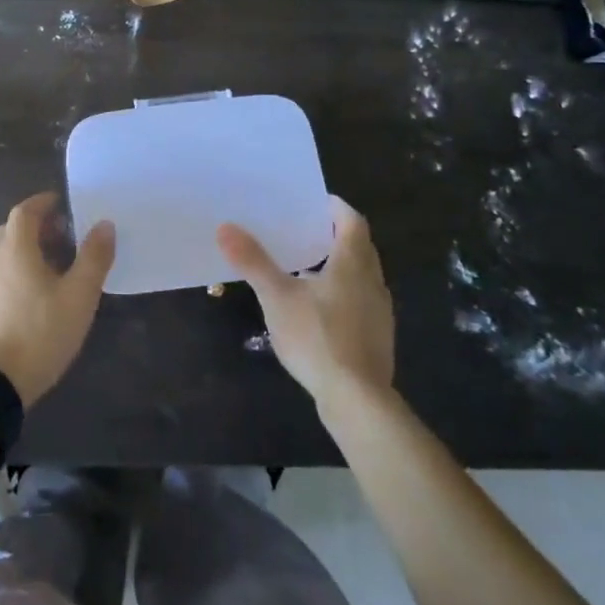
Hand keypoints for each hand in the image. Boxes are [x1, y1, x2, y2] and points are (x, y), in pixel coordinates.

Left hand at [0, 192, 114, 407]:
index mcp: (14, 248)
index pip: (25, 211)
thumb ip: (93, 258)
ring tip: (47, 271)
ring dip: (22, 253)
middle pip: (10, 231)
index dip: (43, 203)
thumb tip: (104, 224)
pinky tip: (25, 300)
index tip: (61, 204)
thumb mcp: (78, 297)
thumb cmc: (37, 334)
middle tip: (61, 239)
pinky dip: (10, 274)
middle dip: (35, 228)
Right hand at [218, 197, 394, 413]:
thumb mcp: (277, 297)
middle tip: (304, 229)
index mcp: (352, 263)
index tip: (313, 202)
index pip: (352, 220)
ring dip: (340, 264)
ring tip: (306, 266)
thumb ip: (253, 261)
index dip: (336, 207)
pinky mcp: (378, 337)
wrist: (357, 401)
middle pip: (359, 246)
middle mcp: (372, 281)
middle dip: (336, 234)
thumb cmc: (318, 338)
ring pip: (362, 275)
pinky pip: (361, 301)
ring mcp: (379, 311)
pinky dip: (343, 292)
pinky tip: (318, 308)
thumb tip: (225, 227)